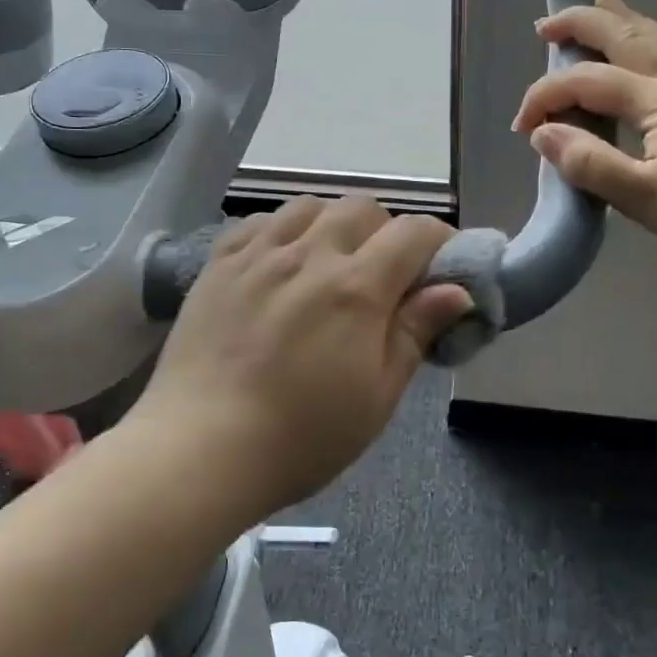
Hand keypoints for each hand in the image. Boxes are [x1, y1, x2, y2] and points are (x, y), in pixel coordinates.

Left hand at [129, 198, 472, 522]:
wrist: (200, 450)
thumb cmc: (302, 436)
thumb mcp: (377, 396)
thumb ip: (416, 332)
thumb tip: (457, 290)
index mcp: (356, 288)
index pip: (413, 233)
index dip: (439, 241)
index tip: (441, 267)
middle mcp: (309, 254)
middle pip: (363, 208)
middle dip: (386, 232)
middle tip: (384, 276)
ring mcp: (258, 254)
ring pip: (310, 205)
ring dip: (334, 224)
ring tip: (330, 263)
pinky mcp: (218, 264)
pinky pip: (260, 221)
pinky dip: (283, 230)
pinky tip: (281, 262)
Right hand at [511, 0, 656, 288]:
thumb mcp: (643, 198)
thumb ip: (589, 164)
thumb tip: (543, 135)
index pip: (586, 82)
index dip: (545, 96)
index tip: (520, 128)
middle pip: (624, 37)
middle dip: (581, 24)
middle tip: (546, 23)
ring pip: (655, 39)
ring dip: (620, 20)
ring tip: (602, 1)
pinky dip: (649, 39)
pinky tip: (650, 49)